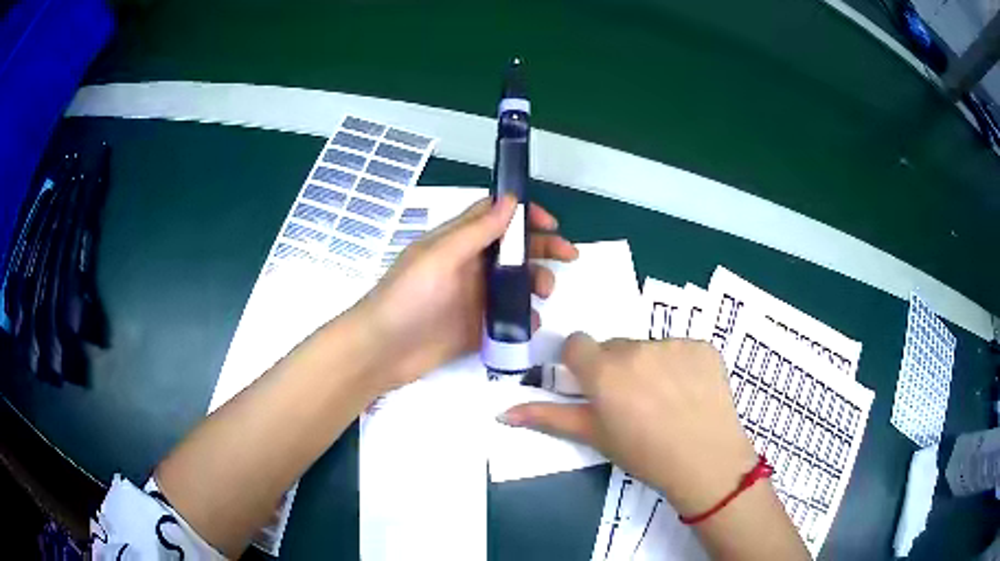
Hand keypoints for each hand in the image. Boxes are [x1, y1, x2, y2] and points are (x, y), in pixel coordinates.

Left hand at [356, 195, 577, 391]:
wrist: (382, 352)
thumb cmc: (408, 297)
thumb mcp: (440, 258)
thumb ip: (476, 231)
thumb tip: (511, 199)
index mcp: (457, 242)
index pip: (495, 216)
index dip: (525, 214)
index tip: (551, 224)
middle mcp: (468, 265)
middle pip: (513, 248)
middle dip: (542, 248)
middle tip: (569, 256)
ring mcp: (473, 297)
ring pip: (515, 282)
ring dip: (535, 282)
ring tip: (543, 294)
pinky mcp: (476, 327)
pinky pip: (508, 317)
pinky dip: (523, 317)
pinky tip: (528, 323)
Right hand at [500, 334, 756, 517]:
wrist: (706, 462)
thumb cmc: (643, 454)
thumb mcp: (593, 436)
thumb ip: (547, 417)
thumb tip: (501, 412)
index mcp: (603, 371)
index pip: (576, 344)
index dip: (581, 365)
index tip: (595, 387)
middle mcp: (636, 348)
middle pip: (614, 346)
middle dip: (616, 368)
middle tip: (633, 402)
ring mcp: (673, 344)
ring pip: (648, 347)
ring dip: (649, 366)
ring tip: (665, 400)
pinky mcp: (703, 345)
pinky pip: (680, 348)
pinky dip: (681, 365)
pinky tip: (689, 393)